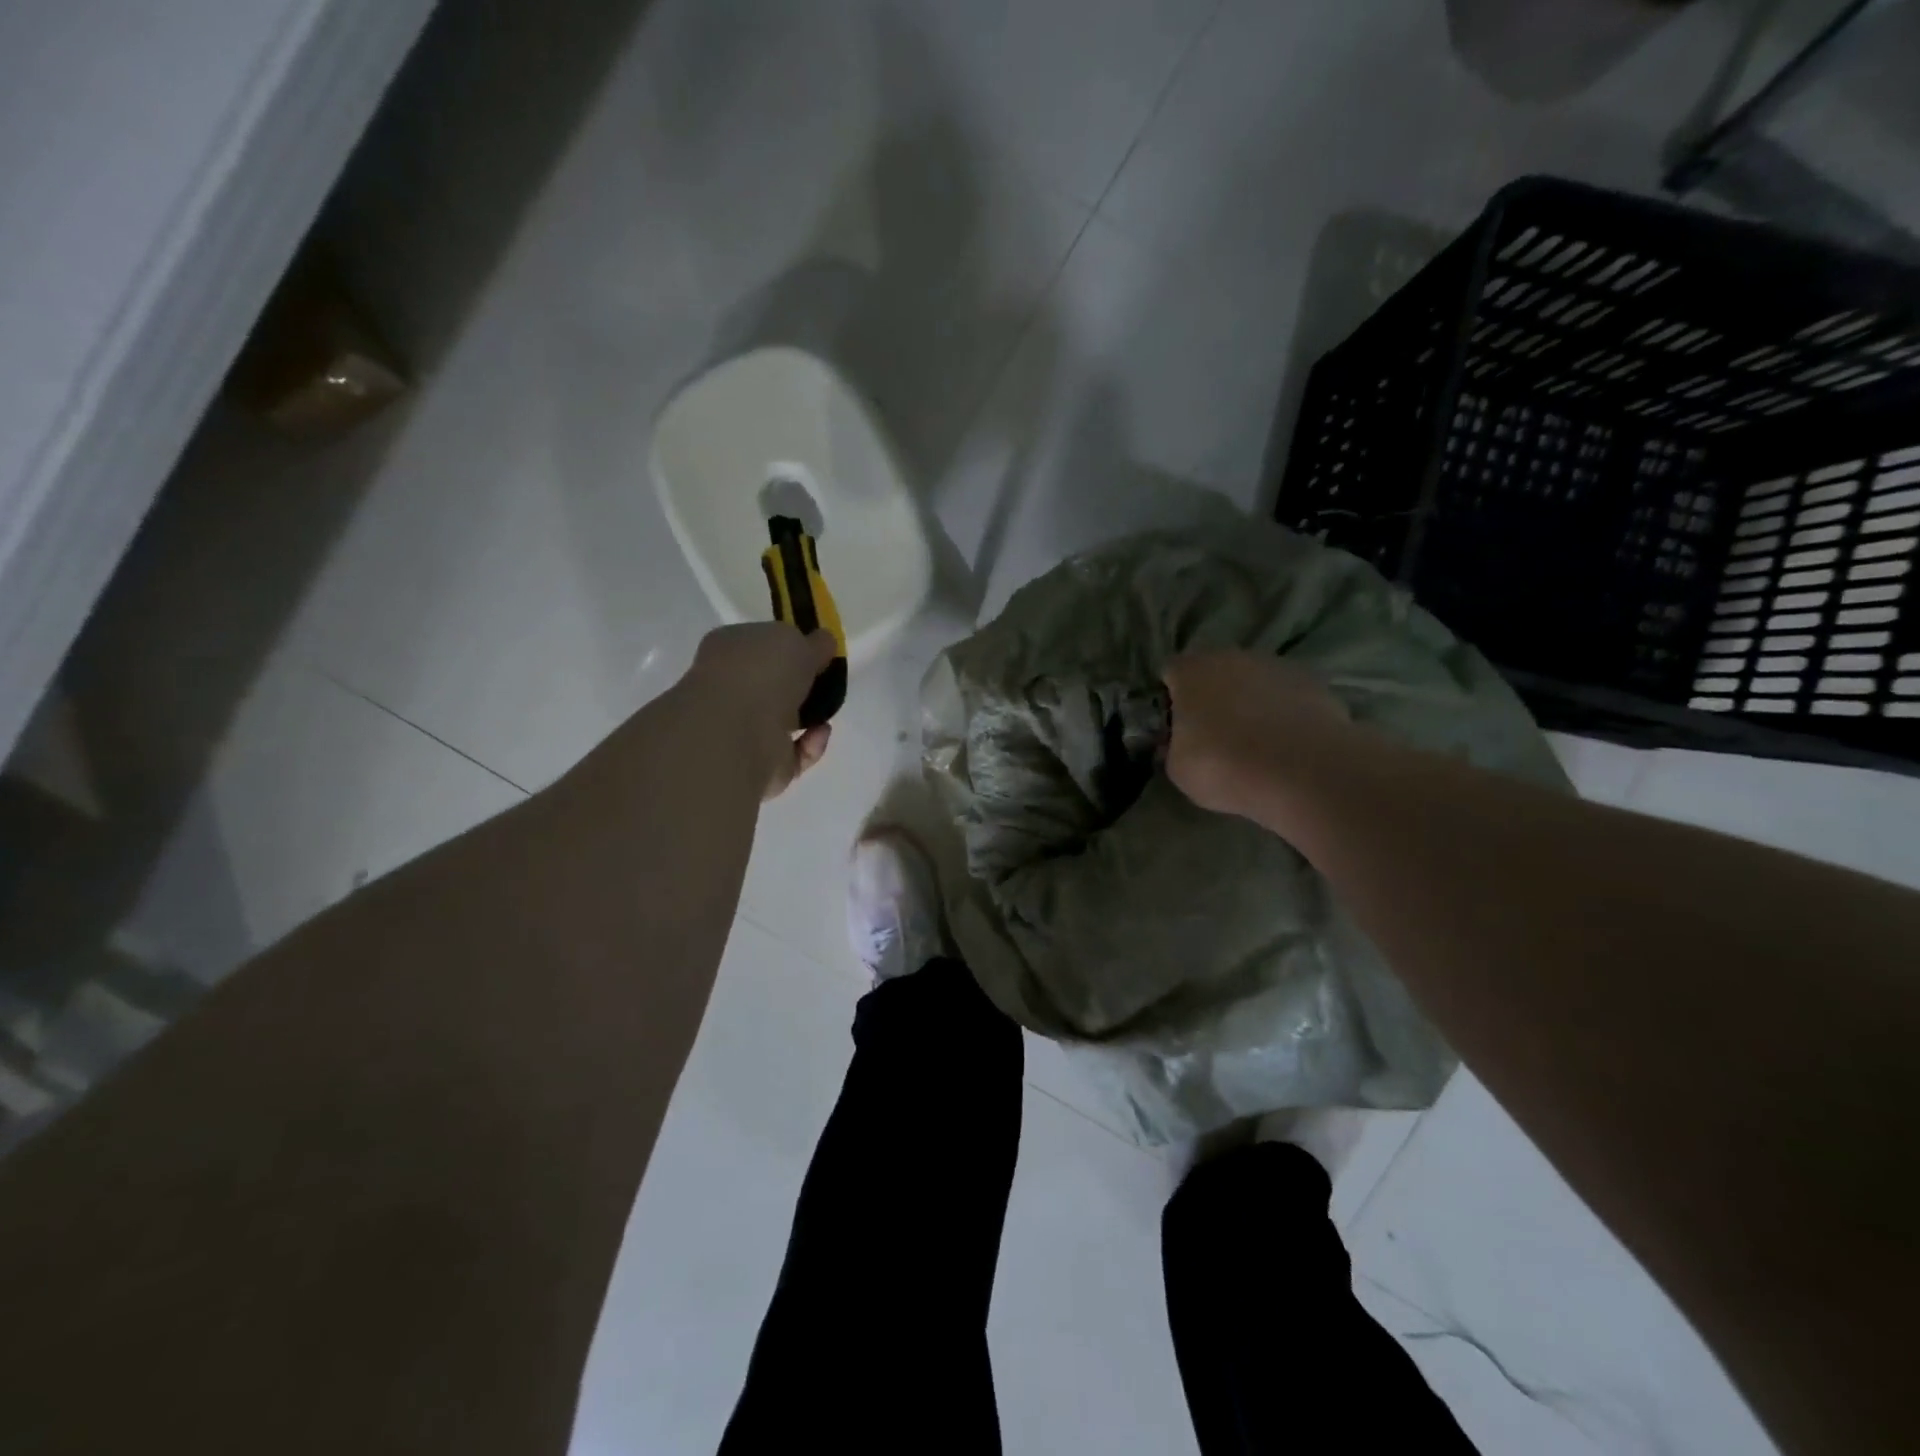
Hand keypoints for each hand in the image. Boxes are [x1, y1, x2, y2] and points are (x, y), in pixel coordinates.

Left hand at [683, 623, 837, 798]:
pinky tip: (820, 732)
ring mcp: (741, 728)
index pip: (760, 643)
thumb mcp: (798, 640)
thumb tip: (823, 643)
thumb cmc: (762, 672)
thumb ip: (814, 642)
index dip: (789, 646)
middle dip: (800, 686)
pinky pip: (793, 753)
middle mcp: (730, 688)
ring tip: (828, 710)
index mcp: (730, 649)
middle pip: (772, 685)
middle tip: (826, 682)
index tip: (817, 651)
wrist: (737, 731)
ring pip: (783, 722)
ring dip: (809, 717)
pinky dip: (811, 744)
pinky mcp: (759, 764)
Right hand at [1162, 649, 1349, 815]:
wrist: (1302, 771)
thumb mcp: (1178, 769)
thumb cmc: (1224, 766)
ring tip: (1255, 742)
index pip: (1171, 673)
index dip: (1171, 699)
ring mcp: (1276, 666)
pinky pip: (1286, 696)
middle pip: (1214, 672)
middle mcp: (1232, 657)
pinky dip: (1283, 712)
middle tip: (1214, 735)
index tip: (1176, 728)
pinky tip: (1285, 744)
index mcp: (1191, 671)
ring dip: (1249, 702)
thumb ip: (1173, 747)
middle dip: (1212, 697)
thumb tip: (1179, 744)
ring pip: (1253, 681)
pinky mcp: (1314, 682)